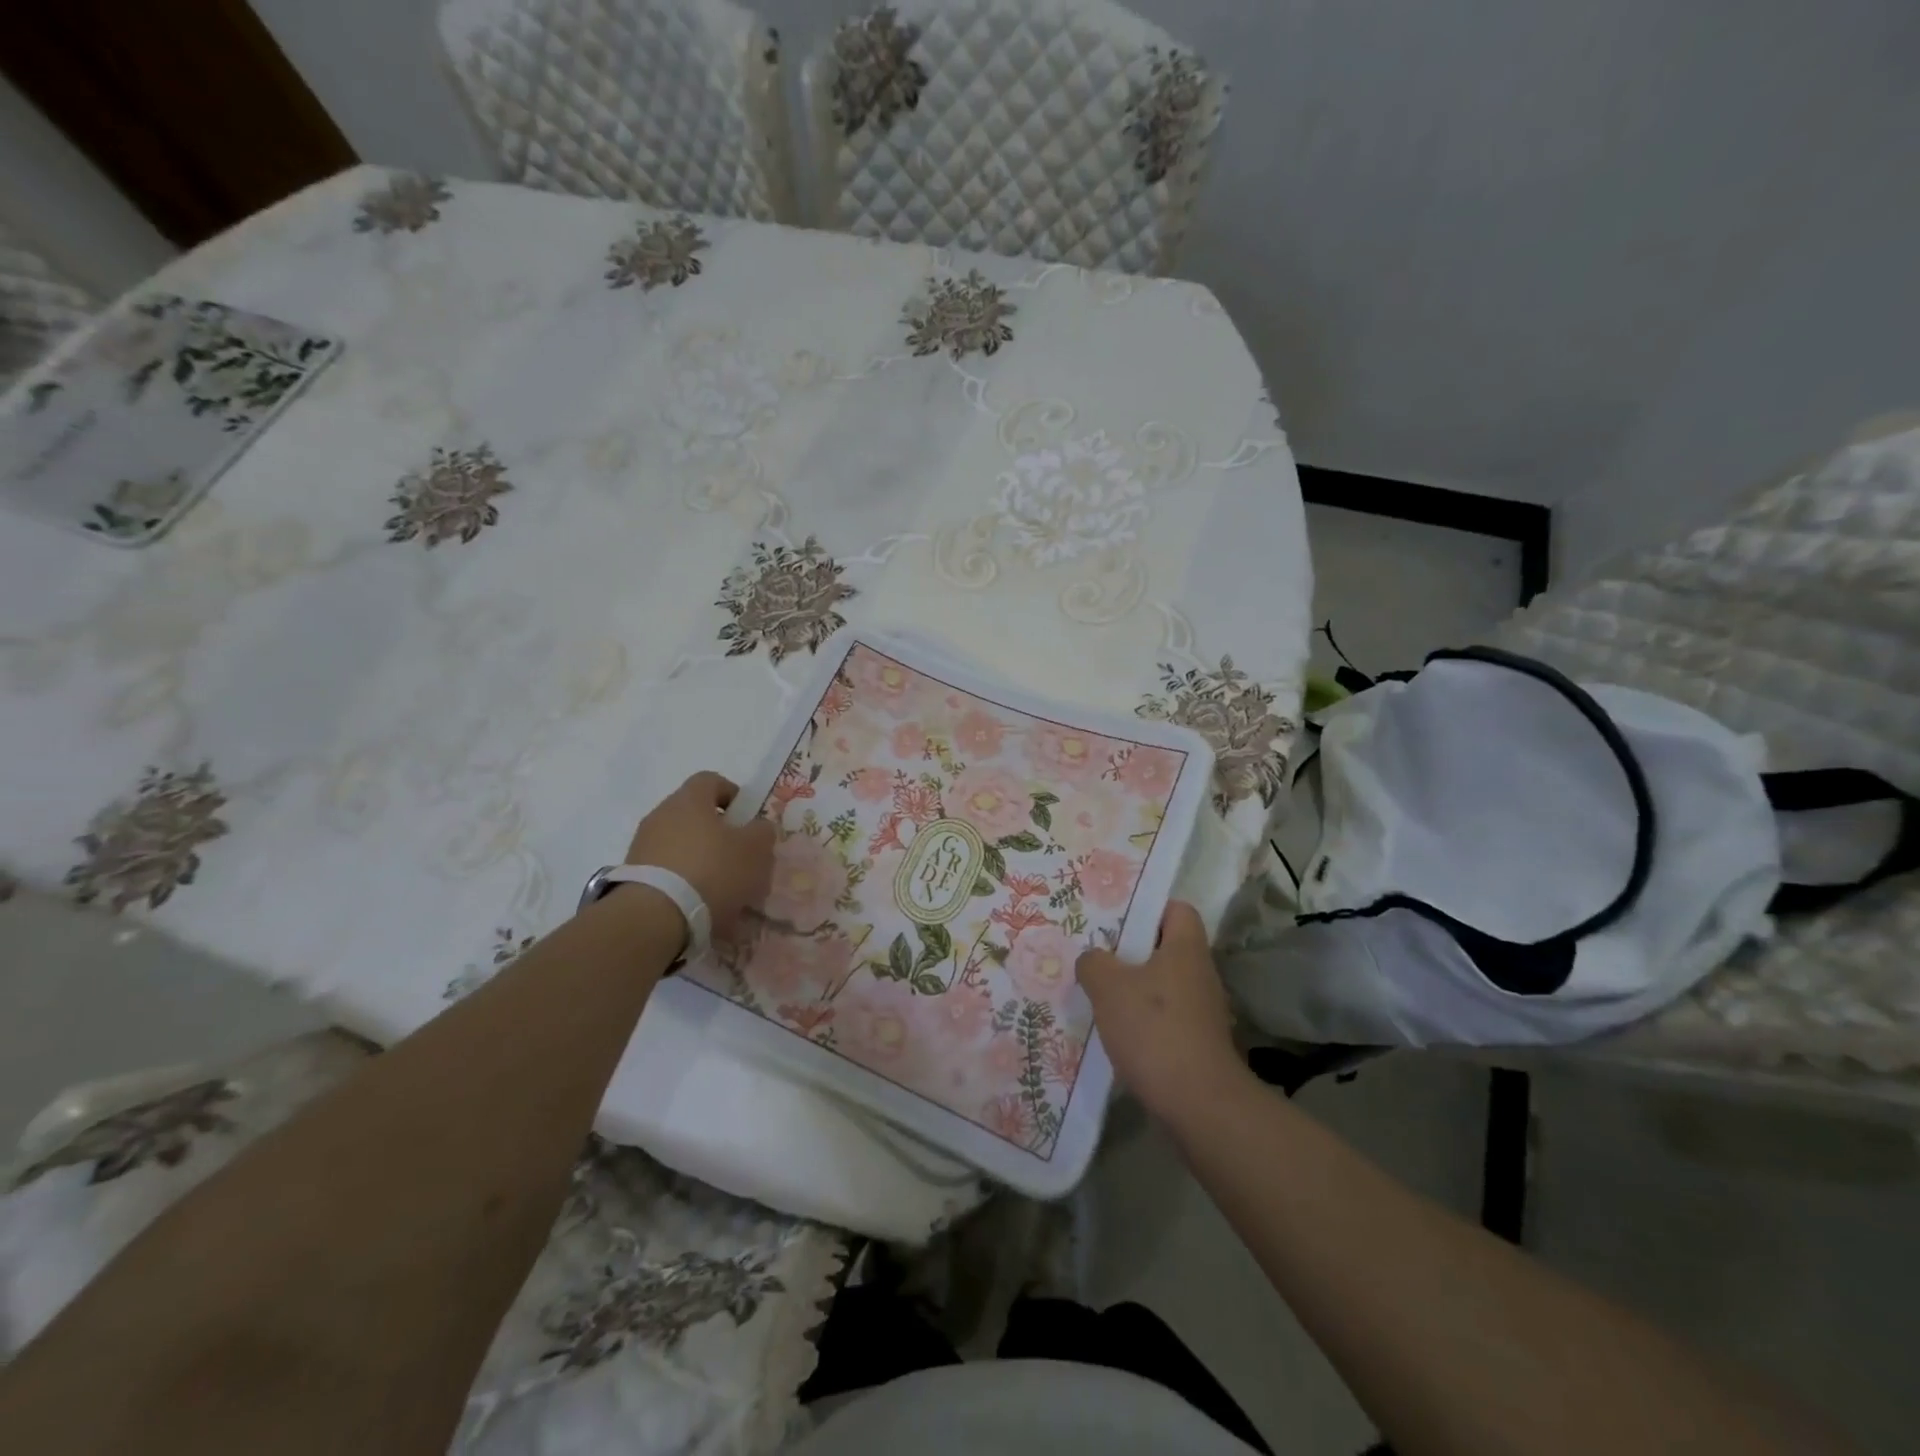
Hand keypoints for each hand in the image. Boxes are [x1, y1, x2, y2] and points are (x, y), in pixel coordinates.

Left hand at [624, 772, 775, 942]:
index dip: (732, 794)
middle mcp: (661, 815)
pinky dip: (684, 882)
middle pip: (694, 815)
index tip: (747, 818)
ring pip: (681, 845)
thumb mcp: (754, 850)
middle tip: (739, 857)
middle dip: (718, 834)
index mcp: (690, 799)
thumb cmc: (712, 871)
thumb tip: (758, 827)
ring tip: (722, 889)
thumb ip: (762, 832)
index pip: (711, 780)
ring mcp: (642, 846)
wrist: (653, 917)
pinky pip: (666, 871)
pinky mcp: (633, 876)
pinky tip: (700, 906)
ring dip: (701, 860)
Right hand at [1075, 901, 1243, 1121]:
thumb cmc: (1154, 1030)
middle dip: (1131, 951)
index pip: (1177, 909)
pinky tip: (1116, 1031)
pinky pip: (1165, 1017)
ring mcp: (1203, 1011)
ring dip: (1134, 988)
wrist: (1199, 1104)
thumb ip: (1094, 963)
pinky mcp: (1198, 1043)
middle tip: (1096, 954)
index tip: (1117, 919)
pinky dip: (1143, 1020)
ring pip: (1163, 984)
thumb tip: (1093, 959)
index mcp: (1186, 949)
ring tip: (1098, 993)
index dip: (1148, 908)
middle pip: (1166, 948)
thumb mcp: (1108, 987)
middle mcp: (1200, 974)